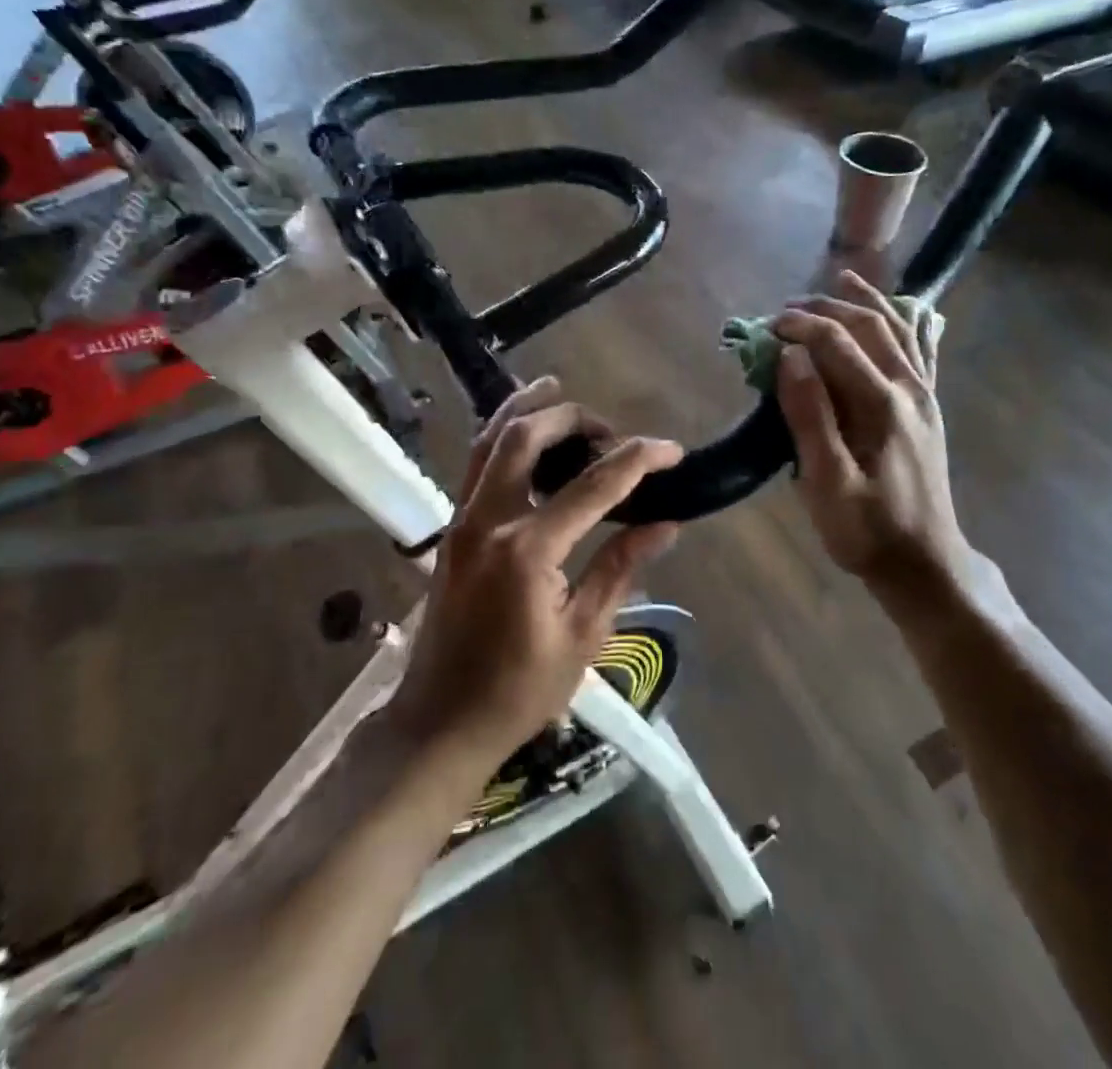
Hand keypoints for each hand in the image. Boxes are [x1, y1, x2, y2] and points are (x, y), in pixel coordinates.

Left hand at [392, 378, 682, 761]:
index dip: (637, 460)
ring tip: (557, 388)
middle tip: (611, 429)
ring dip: (526, 410)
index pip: (593, 486)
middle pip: (525, 437)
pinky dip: (503, 436)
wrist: (440, 723)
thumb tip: (665, 525)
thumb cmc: (518, 691)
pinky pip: (478, 464)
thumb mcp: (582, 635)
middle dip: (572, 418)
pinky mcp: (453, 529)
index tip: (671, 450)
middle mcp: (488, 520)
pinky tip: (525, 434)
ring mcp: (462, 520)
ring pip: (489, 440)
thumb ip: (620, 569)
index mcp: (527, 550)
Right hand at [774, 272, 1007, 620]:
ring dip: (868, 301)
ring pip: (900, 330)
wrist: (924, 564)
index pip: (837, 342)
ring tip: (844, 278)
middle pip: (870, 326)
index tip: (765, 327)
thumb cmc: (867, 529)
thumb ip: (809, 416)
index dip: (800, 326)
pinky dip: (909, 324)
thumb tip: (791, 357)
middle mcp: (908, 388)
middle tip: (789, 307)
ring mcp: (923, 397)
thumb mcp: (827, 482)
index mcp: (881, 403)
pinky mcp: (927, 409)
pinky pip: (922, 352)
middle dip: (827, 307)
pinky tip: (906, 311)